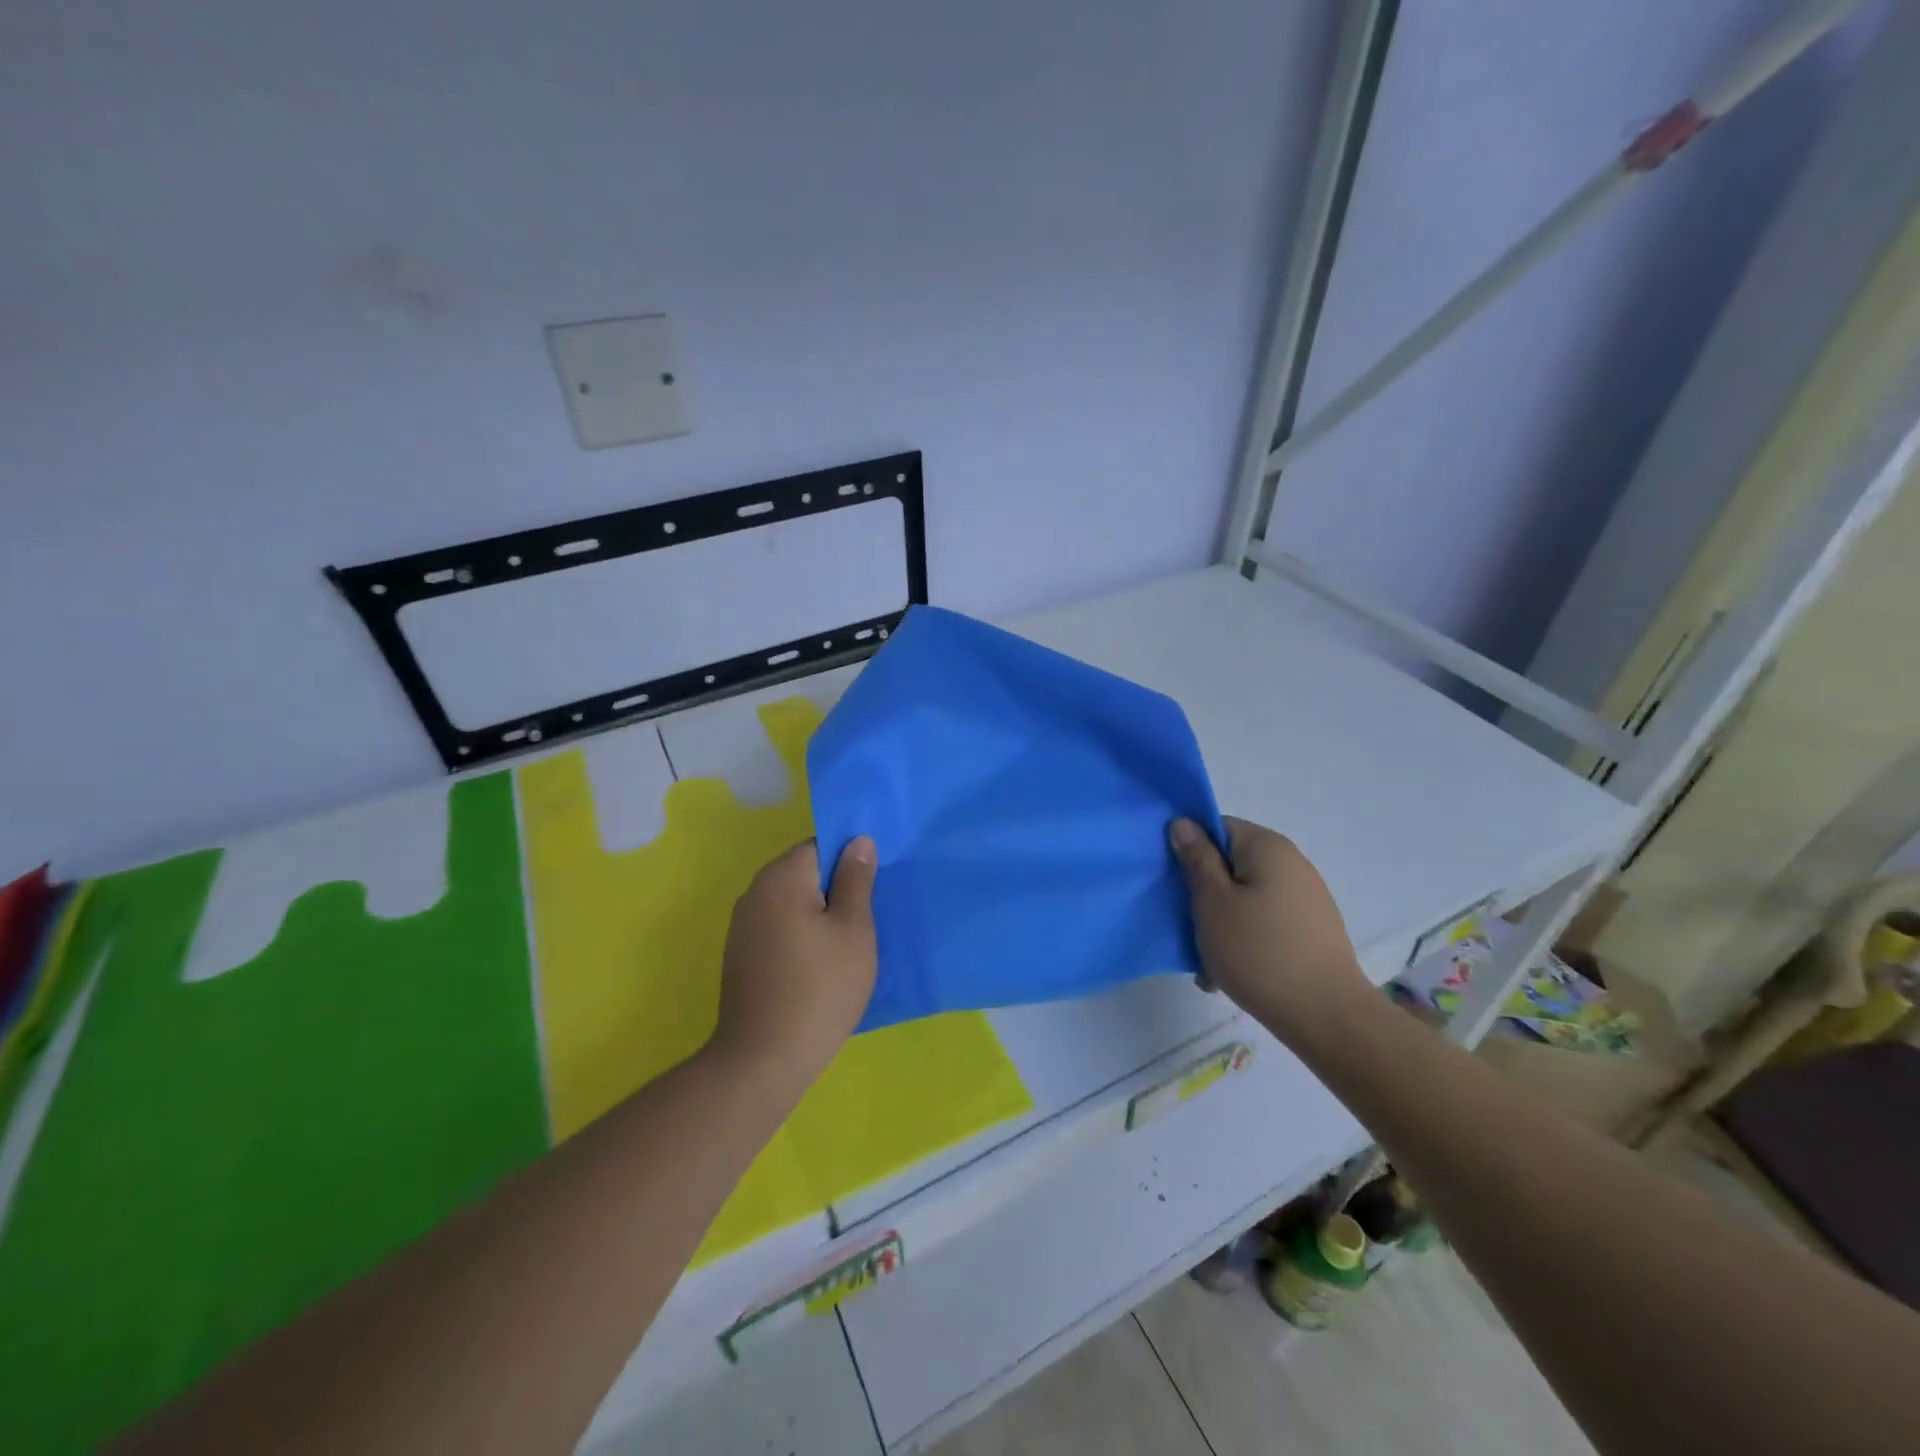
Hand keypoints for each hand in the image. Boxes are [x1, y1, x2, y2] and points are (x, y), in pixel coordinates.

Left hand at [710, 836, 879, 1096]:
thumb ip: (856, 880)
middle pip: (803, 872)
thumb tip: (858, 841)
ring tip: (850, 942)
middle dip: (835, 887)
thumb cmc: (820, 987)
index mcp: (782, 877)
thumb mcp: (853, 929)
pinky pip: (779, 927)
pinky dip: (802, 935)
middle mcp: (755, 892)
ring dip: (819, 913)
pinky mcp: (741, 956)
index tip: (874, 884)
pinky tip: (821, 963)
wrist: (764, 1059)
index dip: (850, 858)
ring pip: (792, 902)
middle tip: (869, 915)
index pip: (820, 844)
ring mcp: (742, 926)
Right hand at [1169, 816, 1371, 1047]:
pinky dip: (1245, 938)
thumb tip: (1184, 823)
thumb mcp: (1212, 901)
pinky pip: (1265, 920)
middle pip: (1231, 864)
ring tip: (1209, 961)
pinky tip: (1233, 971)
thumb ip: (1196, 858)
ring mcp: (1306, 896)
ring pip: (1246, 896)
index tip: (1174, 883)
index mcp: (1267, 847)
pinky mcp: (1312, 928)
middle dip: (1205, 894)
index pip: (1217, 827)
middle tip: (1187, 928)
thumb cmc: (1258, 951)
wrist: (1326, 1015)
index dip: (1190, 850)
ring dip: (1222, 922)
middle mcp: (1291, 863)